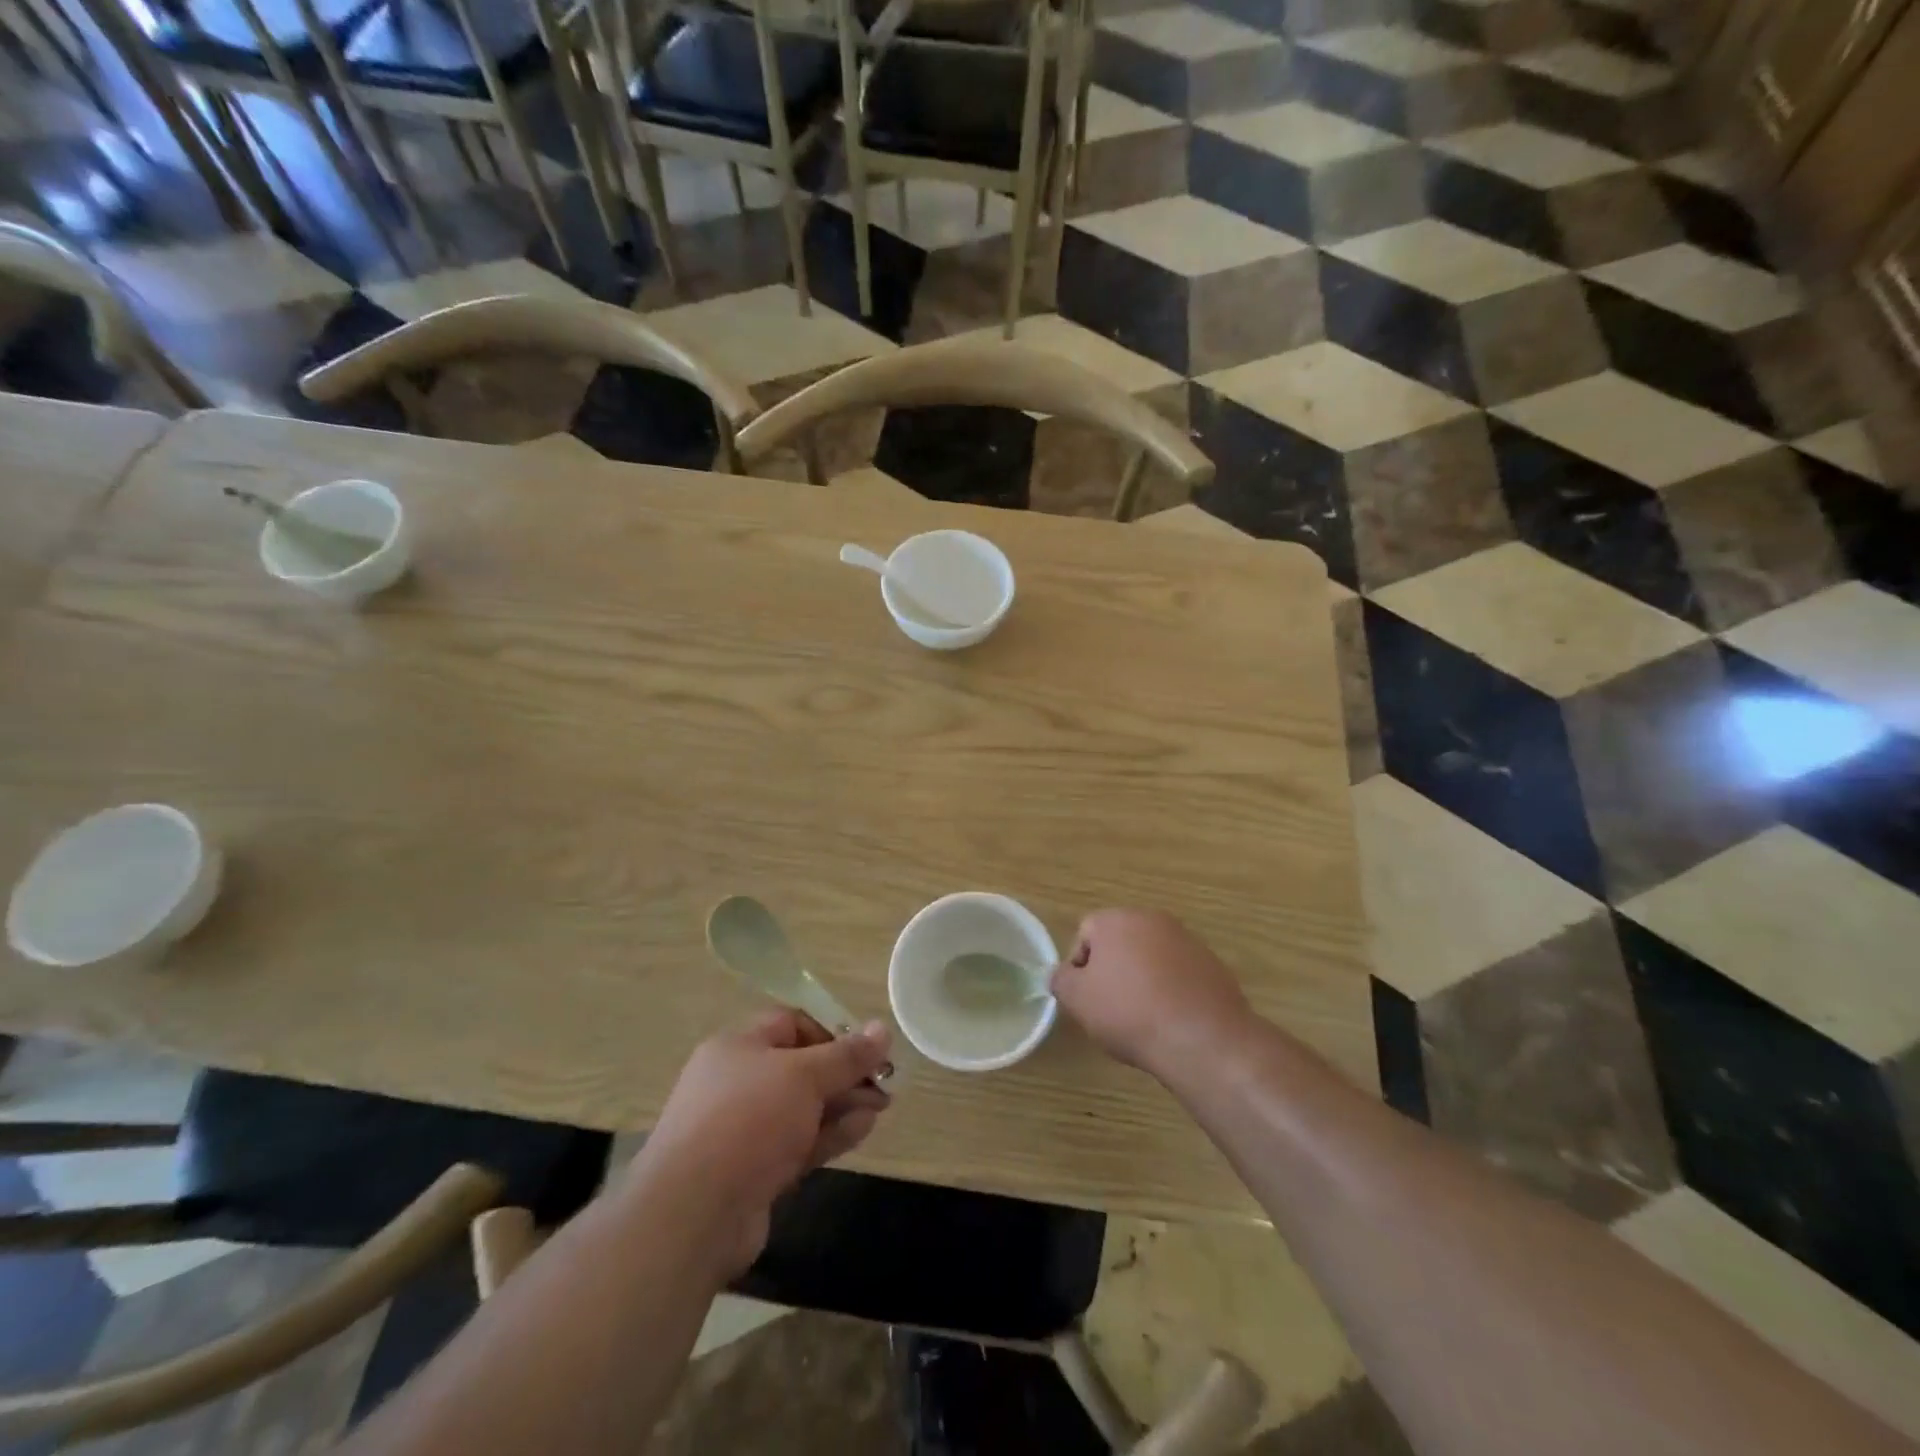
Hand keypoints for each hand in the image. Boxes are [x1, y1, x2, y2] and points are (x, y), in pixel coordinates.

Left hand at [629, 1011, 892, 1273]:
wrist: (692, 1215)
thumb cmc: (748, 1120)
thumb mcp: (804, 1076)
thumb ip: (846, 1055)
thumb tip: (882, 1029)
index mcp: (739, 1046)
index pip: (791, 1023)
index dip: (831, 1030)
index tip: (866, 1047)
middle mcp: (738, 1082)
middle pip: (801, 1067)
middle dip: (845, 1073)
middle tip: (885, 1083)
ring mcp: (744, 1130)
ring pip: (803, 1108)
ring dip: (843, 1105)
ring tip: (881, 1107)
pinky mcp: (753, 1172)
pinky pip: (798, 1143)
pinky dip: (829, 1134)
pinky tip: (862, 1129)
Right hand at [1051, 909, 1251, 1075]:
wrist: (1202, 1039)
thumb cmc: (1129, 1012)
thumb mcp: (1078, 999)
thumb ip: (1061, 980)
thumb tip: (1063, 974)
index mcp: (1118, 919)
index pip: (1086, 933)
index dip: (1080, 967)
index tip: (1085, 998)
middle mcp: (1154, 920)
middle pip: (1121, 942)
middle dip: (1112, 971)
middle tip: (1110, 1008)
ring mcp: (1188, 941)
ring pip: (1151, 958)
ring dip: (1143, 981)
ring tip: (1143, 1019)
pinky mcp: (1214, 966)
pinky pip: (1180, 975)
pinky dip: (1172, 992)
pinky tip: (1171, 1022)